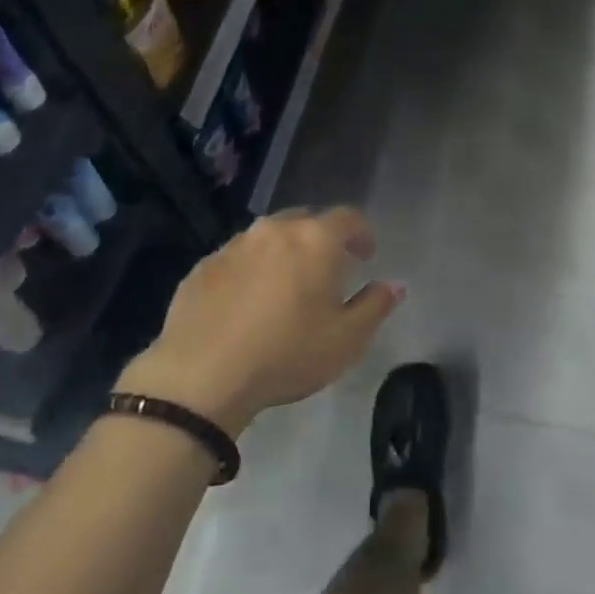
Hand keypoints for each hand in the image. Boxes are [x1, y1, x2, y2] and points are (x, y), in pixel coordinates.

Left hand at [116, 207, 401, 435]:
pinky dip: (249, 270)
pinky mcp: (203, 266)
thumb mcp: (346, 340)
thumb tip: (394, 285)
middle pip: (306, 220)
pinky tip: (246, 302)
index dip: (362, 233)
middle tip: (327, 269)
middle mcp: (275, 230)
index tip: (366, 255)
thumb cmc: (286, 354)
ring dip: (283, 252)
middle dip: (321, 239)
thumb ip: (375, 306)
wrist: (200, 376)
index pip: (348, 218)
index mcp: (316, 239)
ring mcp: (234, 245)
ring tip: (285, 286)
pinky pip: (237, 258)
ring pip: (268, 236)